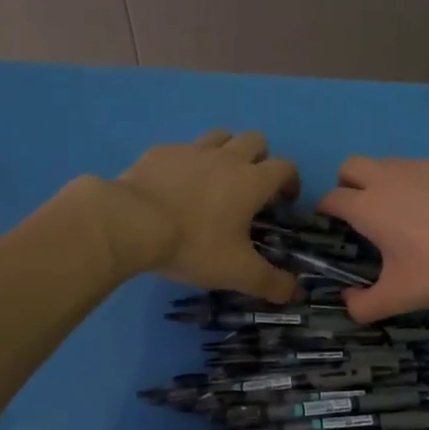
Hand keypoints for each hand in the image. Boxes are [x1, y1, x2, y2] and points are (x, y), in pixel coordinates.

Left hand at [100, 130, 300, 300]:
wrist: (132, 224)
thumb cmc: (194, 245)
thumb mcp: (237, 272)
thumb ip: (271, 283)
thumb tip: (296, 293)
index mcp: (251, 181)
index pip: (285, 167)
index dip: (291, 181)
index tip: (285, 200)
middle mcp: (226, 158)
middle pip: (255, 140)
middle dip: (260, 158)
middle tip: (251, 187)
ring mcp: (191, 150)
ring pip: (220, 136)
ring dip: (226, 151)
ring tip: (217, 178)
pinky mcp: (160, 152)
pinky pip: (182, 149)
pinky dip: (187, 162)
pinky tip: (176, 185)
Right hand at [317, 157, 428, 320]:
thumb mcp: (399, 297)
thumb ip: (364, 306)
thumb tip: (348, 302)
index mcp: (368, 207)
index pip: (330, 198)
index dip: (324, 212)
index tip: (330, 227)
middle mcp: (388, 178)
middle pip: (351, 167)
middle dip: (347, 186)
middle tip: (361, 215)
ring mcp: (421, 166)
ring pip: (387, 164)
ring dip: (382, 183)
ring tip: (403, 215)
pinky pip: (421, 168)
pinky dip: (418, 184)